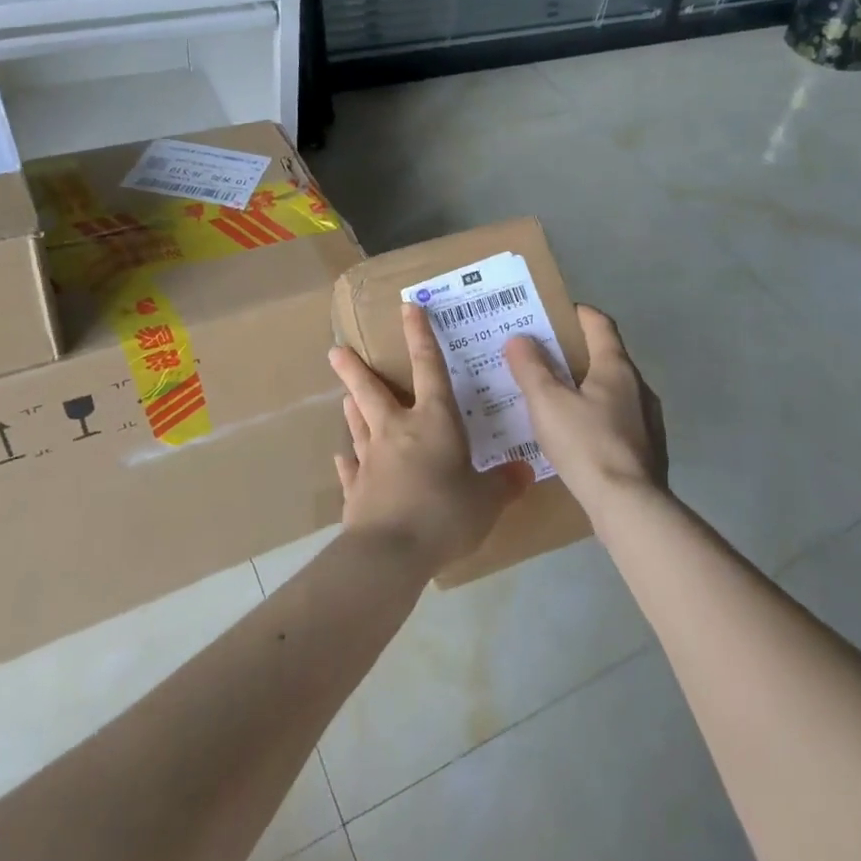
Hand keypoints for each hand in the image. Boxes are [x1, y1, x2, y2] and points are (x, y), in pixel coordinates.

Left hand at [328, 304, 530, 572]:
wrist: (390, 553)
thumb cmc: (444, 514)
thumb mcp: (486, 501)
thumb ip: (504, 483)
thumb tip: (524, 472)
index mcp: (433, 422)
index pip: (429, 367)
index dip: (420, 335)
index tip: (408, 307)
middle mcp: (397, 431)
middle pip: (372, 391)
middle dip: (355, 369)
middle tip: (336, 350)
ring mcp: (370, 460)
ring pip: (358, 424)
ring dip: (352, 407)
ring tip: (344, 395)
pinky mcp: (355, 490)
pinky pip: (350, 470)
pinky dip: (347, 462)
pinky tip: (341, 458)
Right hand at [504, 305, 666, 507]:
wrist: (629, 506)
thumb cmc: (586, 444)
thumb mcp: (547, 403)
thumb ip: (531, 368)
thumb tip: (519, 338)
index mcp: (616, 367)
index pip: (599, 324)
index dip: (576, 313)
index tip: (552, 314)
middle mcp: (638, 386)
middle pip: (605, 356)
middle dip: (574, 353)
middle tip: (541, 358)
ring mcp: (647, 419)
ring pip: (612, 391)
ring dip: (585, 388)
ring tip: (554, 399)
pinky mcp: (647, 448)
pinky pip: (617, 420)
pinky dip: (595, 417)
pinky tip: (575, 436)